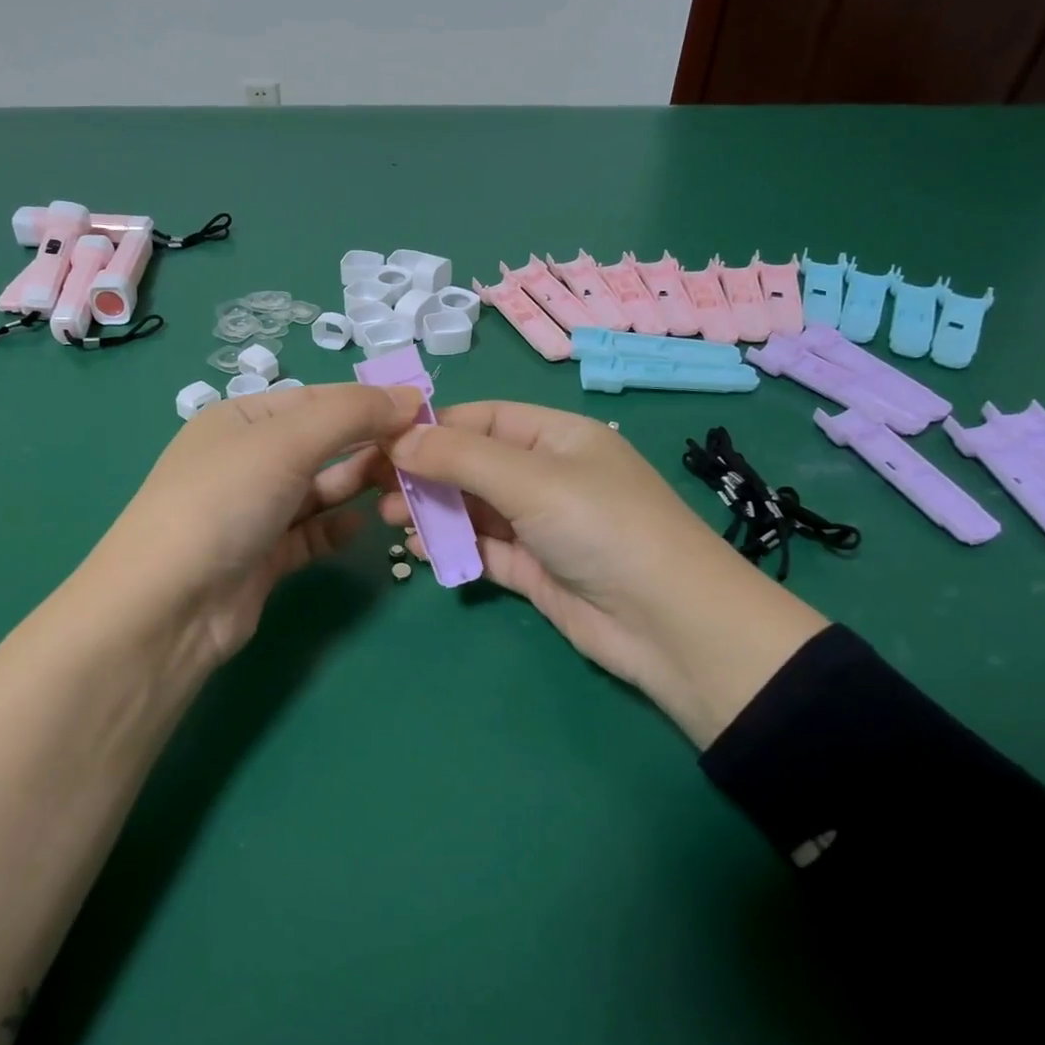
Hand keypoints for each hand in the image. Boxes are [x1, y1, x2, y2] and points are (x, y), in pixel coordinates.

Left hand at [82, 383, 421, 676]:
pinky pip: (311, 534)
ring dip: (358, 484)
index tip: (422, 412)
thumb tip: (410, 396)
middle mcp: (246, 460)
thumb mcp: (287, 442)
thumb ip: (352, 414)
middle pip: (321, 444)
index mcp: (241, 419)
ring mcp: (254, 512)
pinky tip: (364, 525)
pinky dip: (337, 527)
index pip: (317, 400)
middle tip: (421, 455)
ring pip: (319, 490)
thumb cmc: (224, 501)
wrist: (169, 605)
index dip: (369, 403)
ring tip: (403, 486)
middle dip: (368, 445)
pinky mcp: (264, 558)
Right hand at [378, 401, 827, 746]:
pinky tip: (422, 551)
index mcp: (557, 438)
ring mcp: (541, 525)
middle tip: (374, 488)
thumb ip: (460, 458)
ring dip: (434, 511)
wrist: (669, 625)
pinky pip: (484, 549)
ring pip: (474, 508)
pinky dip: (454, 548)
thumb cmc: (602, 527)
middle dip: (425, 472)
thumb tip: (396, 439)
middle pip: (473, 464)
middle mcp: (548, 476)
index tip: (380, 443)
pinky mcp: (535, 569)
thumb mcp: (531, 480)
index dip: (432, 428)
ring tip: (392, 520)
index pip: (483, 419)